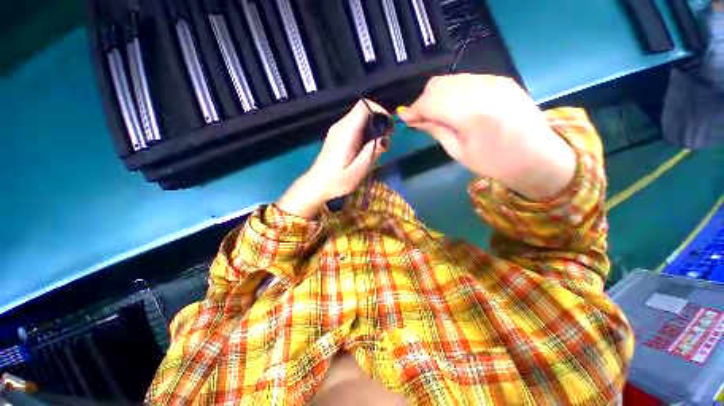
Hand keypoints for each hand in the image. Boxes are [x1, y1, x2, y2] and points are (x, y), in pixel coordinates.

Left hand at [277, 100, 387, 217]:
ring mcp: (337, 131)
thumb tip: (385, 138)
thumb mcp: (357, 171)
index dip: (379, 111)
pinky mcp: (336, 136)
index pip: (363, 107)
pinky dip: (364, 132)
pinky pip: (353, 126)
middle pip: (362, 111)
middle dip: (378, 121)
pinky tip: (366, 148)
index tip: (389, 127)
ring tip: (378, 145)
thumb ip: (371, 153)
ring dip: (372, 128)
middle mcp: (340, 127)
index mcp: (346, 133)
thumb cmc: (336, 181)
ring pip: (358, 118)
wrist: (316, 185)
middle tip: (386, 139)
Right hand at [398, 74, 575, 200]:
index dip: (413, 110)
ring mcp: (494, 80)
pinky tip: (456, 107)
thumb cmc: (494, 162)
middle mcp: (482, 88)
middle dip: (423, 101)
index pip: (430, 101)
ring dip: (437, 96)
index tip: (404, 119)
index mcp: (471, 113)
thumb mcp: (458, 151)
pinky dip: (454, 92)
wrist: (537, 157)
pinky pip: (467, 79)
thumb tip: (415, 120)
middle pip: (437, 85)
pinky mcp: (501, 79)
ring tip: (437, 114)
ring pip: (450, 79)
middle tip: (421, 119)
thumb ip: (436, 130)